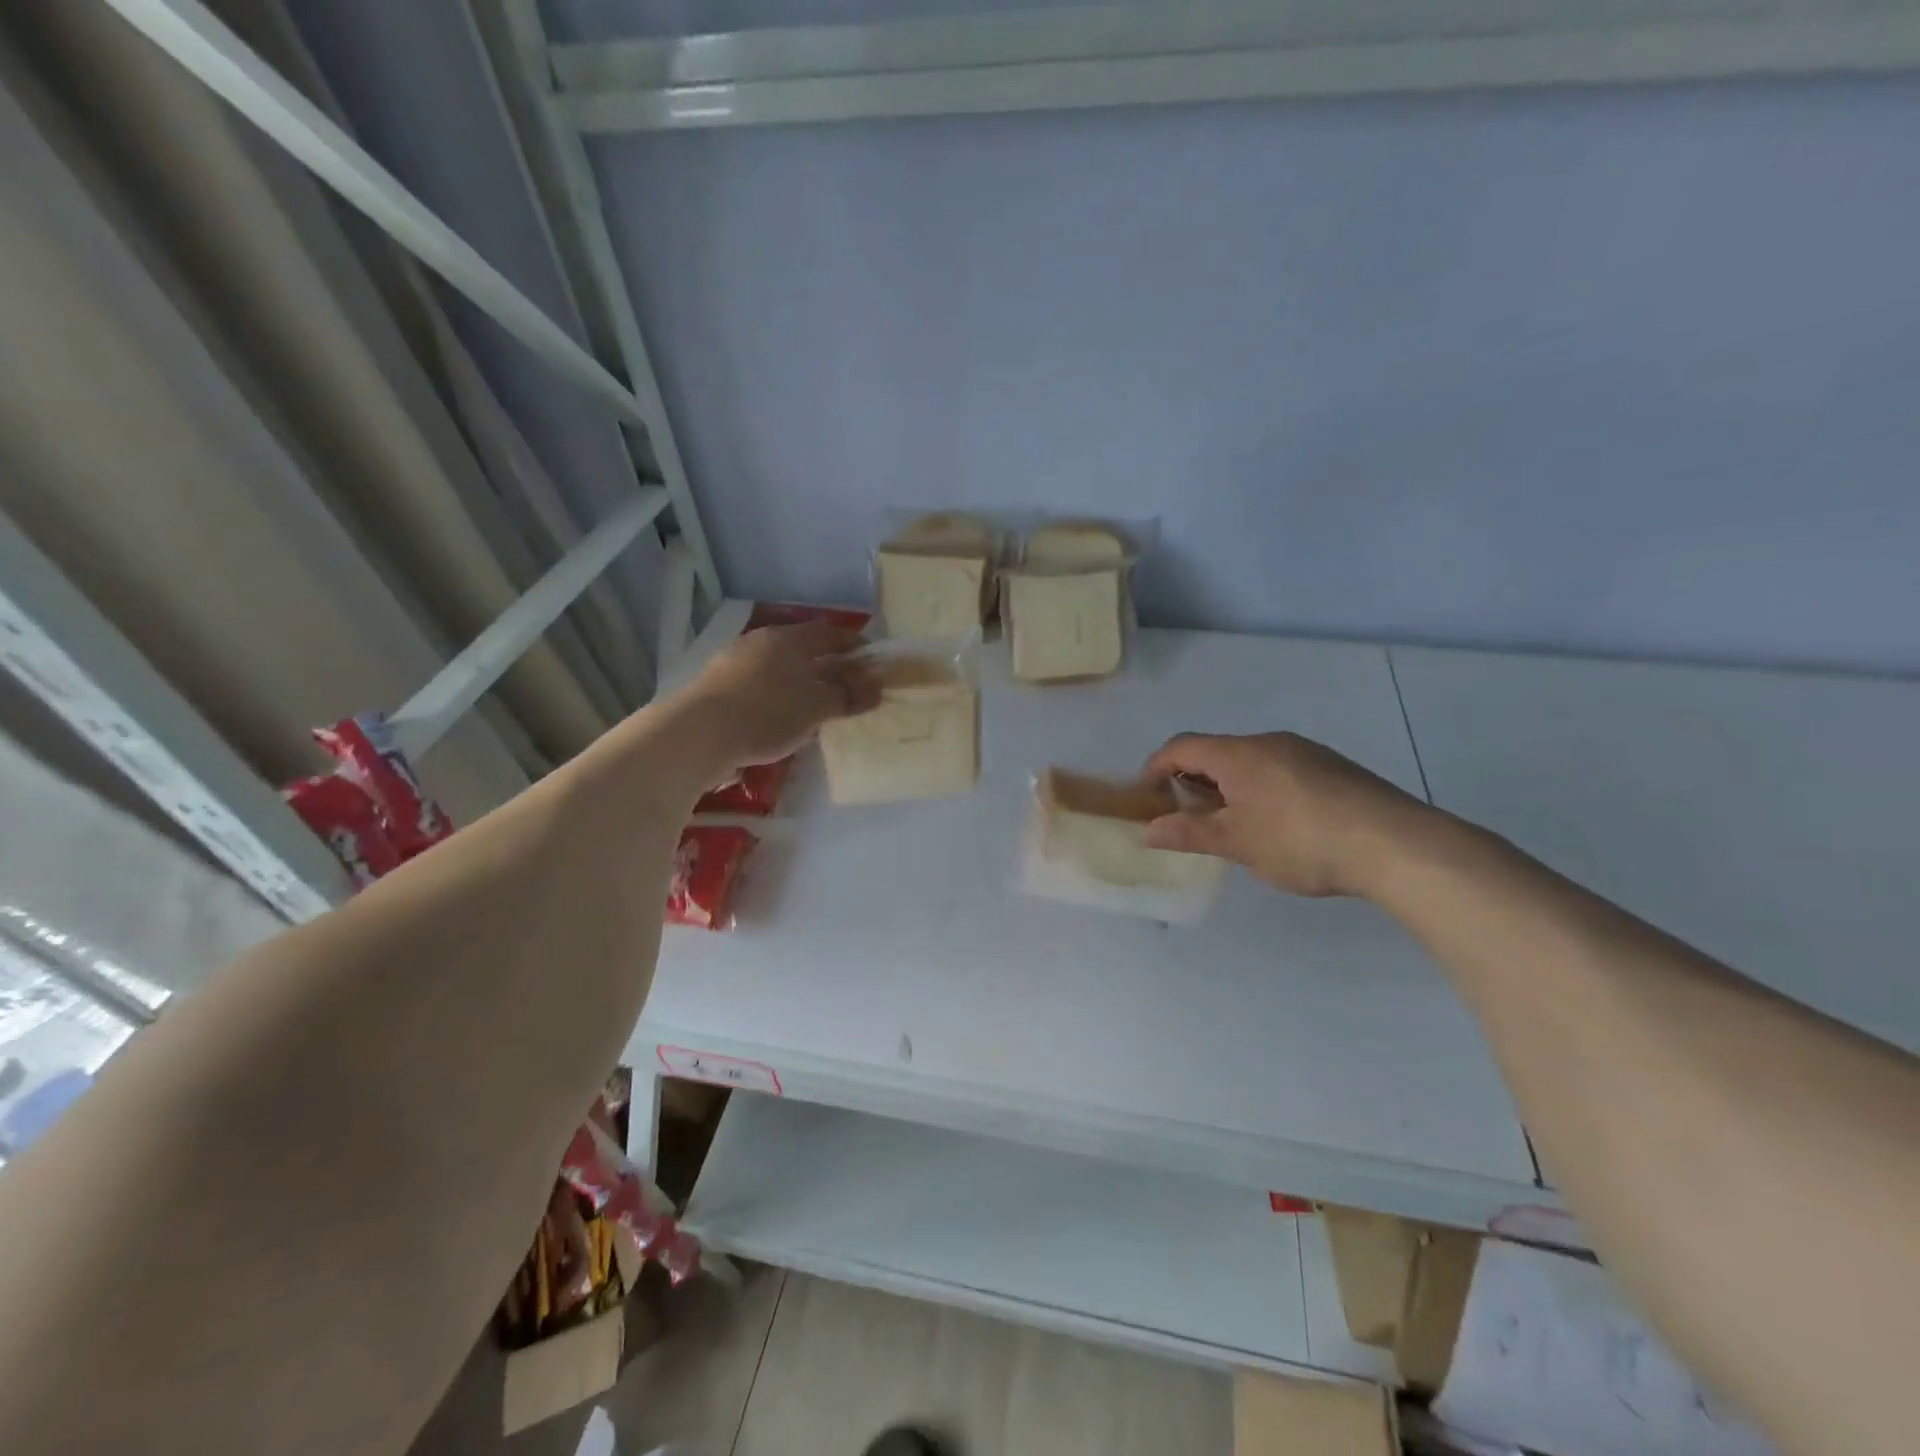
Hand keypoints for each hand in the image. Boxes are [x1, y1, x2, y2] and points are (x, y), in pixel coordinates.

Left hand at [676, 622, 878, 766]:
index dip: (853, 644)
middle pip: (802, 648)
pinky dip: (774, 695)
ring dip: (798, 681)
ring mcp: (733, 661)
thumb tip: (875, 688)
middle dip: (825, 664)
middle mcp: (760, 641)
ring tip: (813, 705)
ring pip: (777, 666)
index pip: (829, 632)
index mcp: (789, 639)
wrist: (699, 733)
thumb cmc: (768, 713)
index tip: (870, 661)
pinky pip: (757, 684)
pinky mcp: (715, 686)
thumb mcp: (817, 707)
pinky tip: (778, 718)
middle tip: (844, 685)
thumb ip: (848, 696)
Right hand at [1140, 732, 1432, 898]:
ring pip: (1249, 761)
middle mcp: (1268, 742)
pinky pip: (1279, 769)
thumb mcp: (1237, 843)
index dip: (1155, 767)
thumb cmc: (1300, 841)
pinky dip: (1260, 788)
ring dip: (1228, 786)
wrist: (1394, 843)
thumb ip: (1189, 833)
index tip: (1146, 796)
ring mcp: (1304, 751)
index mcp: (1237, 755)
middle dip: (1193, 780)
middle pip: (1215, 752)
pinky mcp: (1332, 766)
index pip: (1180, 747)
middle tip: (1188, 816)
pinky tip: (1278, 824)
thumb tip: (1148, 829)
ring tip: (1233, 825)